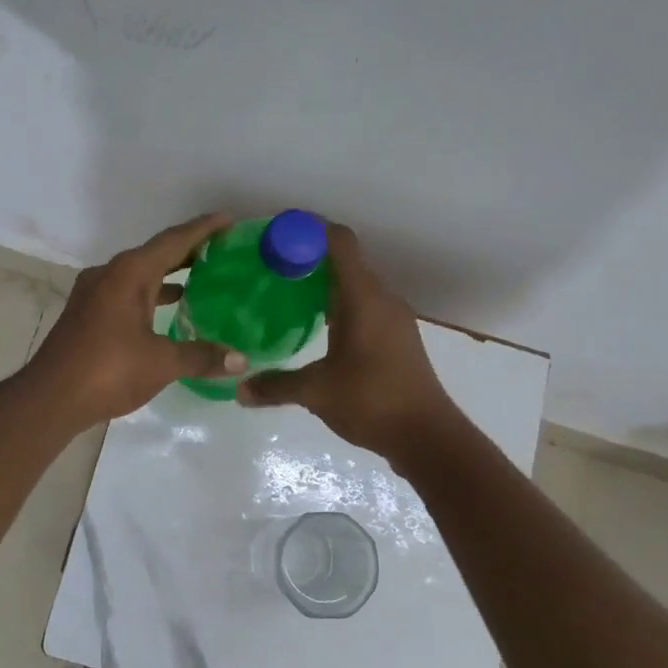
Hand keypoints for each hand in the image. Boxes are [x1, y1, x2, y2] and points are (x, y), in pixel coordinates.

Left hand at [22, 214, 247, 428]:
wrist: (50, 398)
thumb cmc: (108, 370)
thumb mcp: (162, 363)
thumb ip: (202, 357)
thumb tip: (242, 360)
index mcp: (129, 273)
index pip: (173, 241)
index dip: (203, 229)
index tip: (229, 220)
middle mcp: (110, 274)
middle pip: (155, 254)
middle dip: (188, 251)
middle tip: (222, 251)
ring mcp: (94, 294)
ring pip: (138, 275)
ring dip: (168, 274)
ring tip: (201, 278)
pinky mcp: (87, 314)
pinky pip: (126, 293)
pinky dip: (150, 295)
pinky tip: (167, 309)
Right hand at [237, 223, 456, 459]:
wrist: (427, 436)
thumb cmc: (372, 402)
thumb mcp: (317, 392)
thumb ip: (275, 386)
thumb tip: (239, 389)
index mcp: (364, 298)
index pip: (339, 242)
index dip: (307, 230)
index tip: (274, 235)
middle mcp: (382, 298)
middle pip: (345, 260)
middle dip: (307, 257)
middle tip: (269, 266)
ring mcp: (393, 318)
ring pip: (355, 284)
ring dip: (323, 282)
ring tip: (285, 293)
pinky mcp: (396, 337)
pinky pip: (363, 305)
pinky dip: (338, 304)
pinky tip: (315, 325)